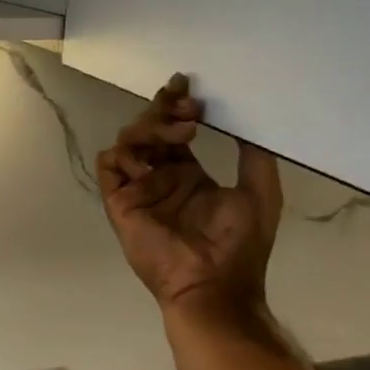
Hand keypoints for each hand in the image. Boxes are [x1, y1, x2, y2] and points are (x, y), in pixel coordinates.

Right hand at [97, 74, 283, 317]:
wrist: (215, 285)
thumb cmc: (239, 246)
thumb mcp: (260, 194)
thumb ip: (254, 156)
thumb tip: (248, 120)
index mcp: (188, 175)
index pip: (174, 132)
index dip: (175, 105)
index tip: (186, 85)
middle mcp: (160, 178)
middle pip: (149, 129)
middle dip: (164, 110)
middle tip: (188, 106)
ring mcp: (139, 189)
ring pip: (128, 140)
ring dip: (151, 128)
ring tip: (182, 135)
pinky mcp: (120, 202)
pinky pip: (109, 166)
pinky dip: (124, 154)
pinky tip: (149, 159)